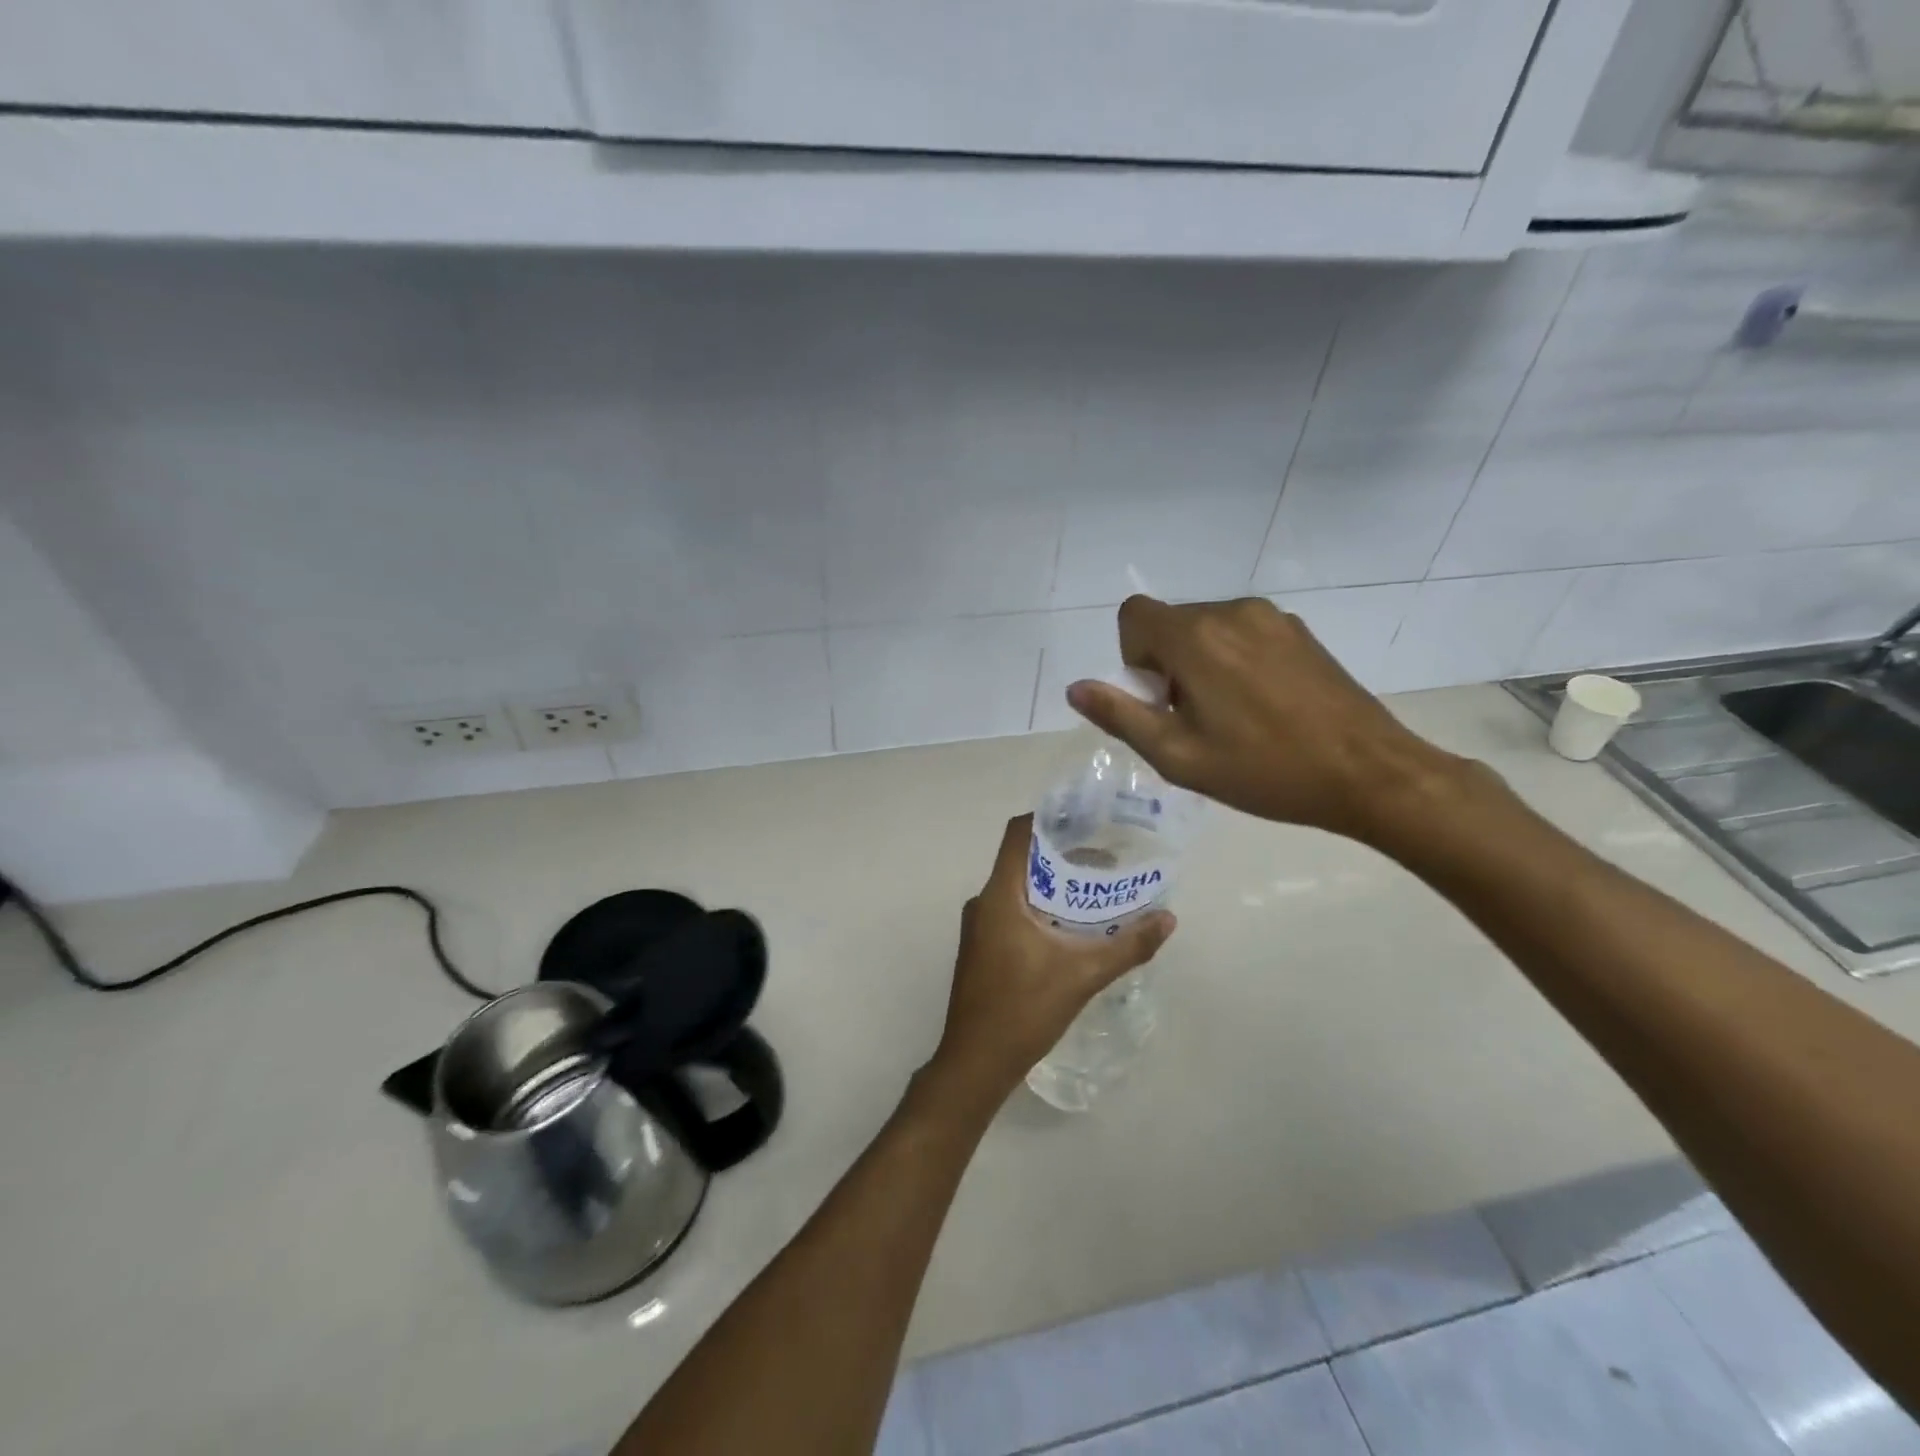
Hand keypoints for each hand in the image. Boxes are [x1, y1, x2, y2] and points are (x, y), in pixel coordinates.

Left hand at [925, 814, 1174, 1112]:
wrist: (976, 1062)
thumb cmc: (1024, 1010)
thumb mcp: (1083, 975)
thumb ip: (1128, 945)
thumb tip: (1168, 919)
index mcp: (1000, 895)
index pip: (1018, 834)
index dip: (1050, 819)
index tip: (1087, 819)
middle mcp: (984, 902)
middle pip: (1023, 860)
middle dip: (1063, 855)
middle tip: (1106, 858)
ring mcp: (979, 926)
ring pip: (1018, 888)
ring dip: (1054, 884)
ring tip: (1095, 890)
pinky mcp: (982, 947)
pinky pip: (1012, 910)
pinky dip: (1041, 907)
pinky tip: (1071, 927)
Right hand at [1066, 595, 1464, 843]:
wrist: (1367, 773)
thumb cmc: (1264, 770)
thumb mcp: (1178, 756)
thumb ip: (1121, 716)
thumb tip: (1076, 688)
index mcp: (1196, 638)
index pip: (1133, 615)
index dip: (1133, 658)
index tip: (1161, 700)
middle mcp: (1231, 611)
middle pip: (1171, 623)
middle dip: (1167, 665)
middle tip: (1196, 720)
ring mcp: (1272, 618)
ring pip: (1208, 629)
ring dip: (1201, 664)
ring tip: (1233, 717)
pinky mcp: (1300, 631)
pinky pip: (1243, 634)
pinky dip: (1235, 661)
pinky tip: (1265, 707)